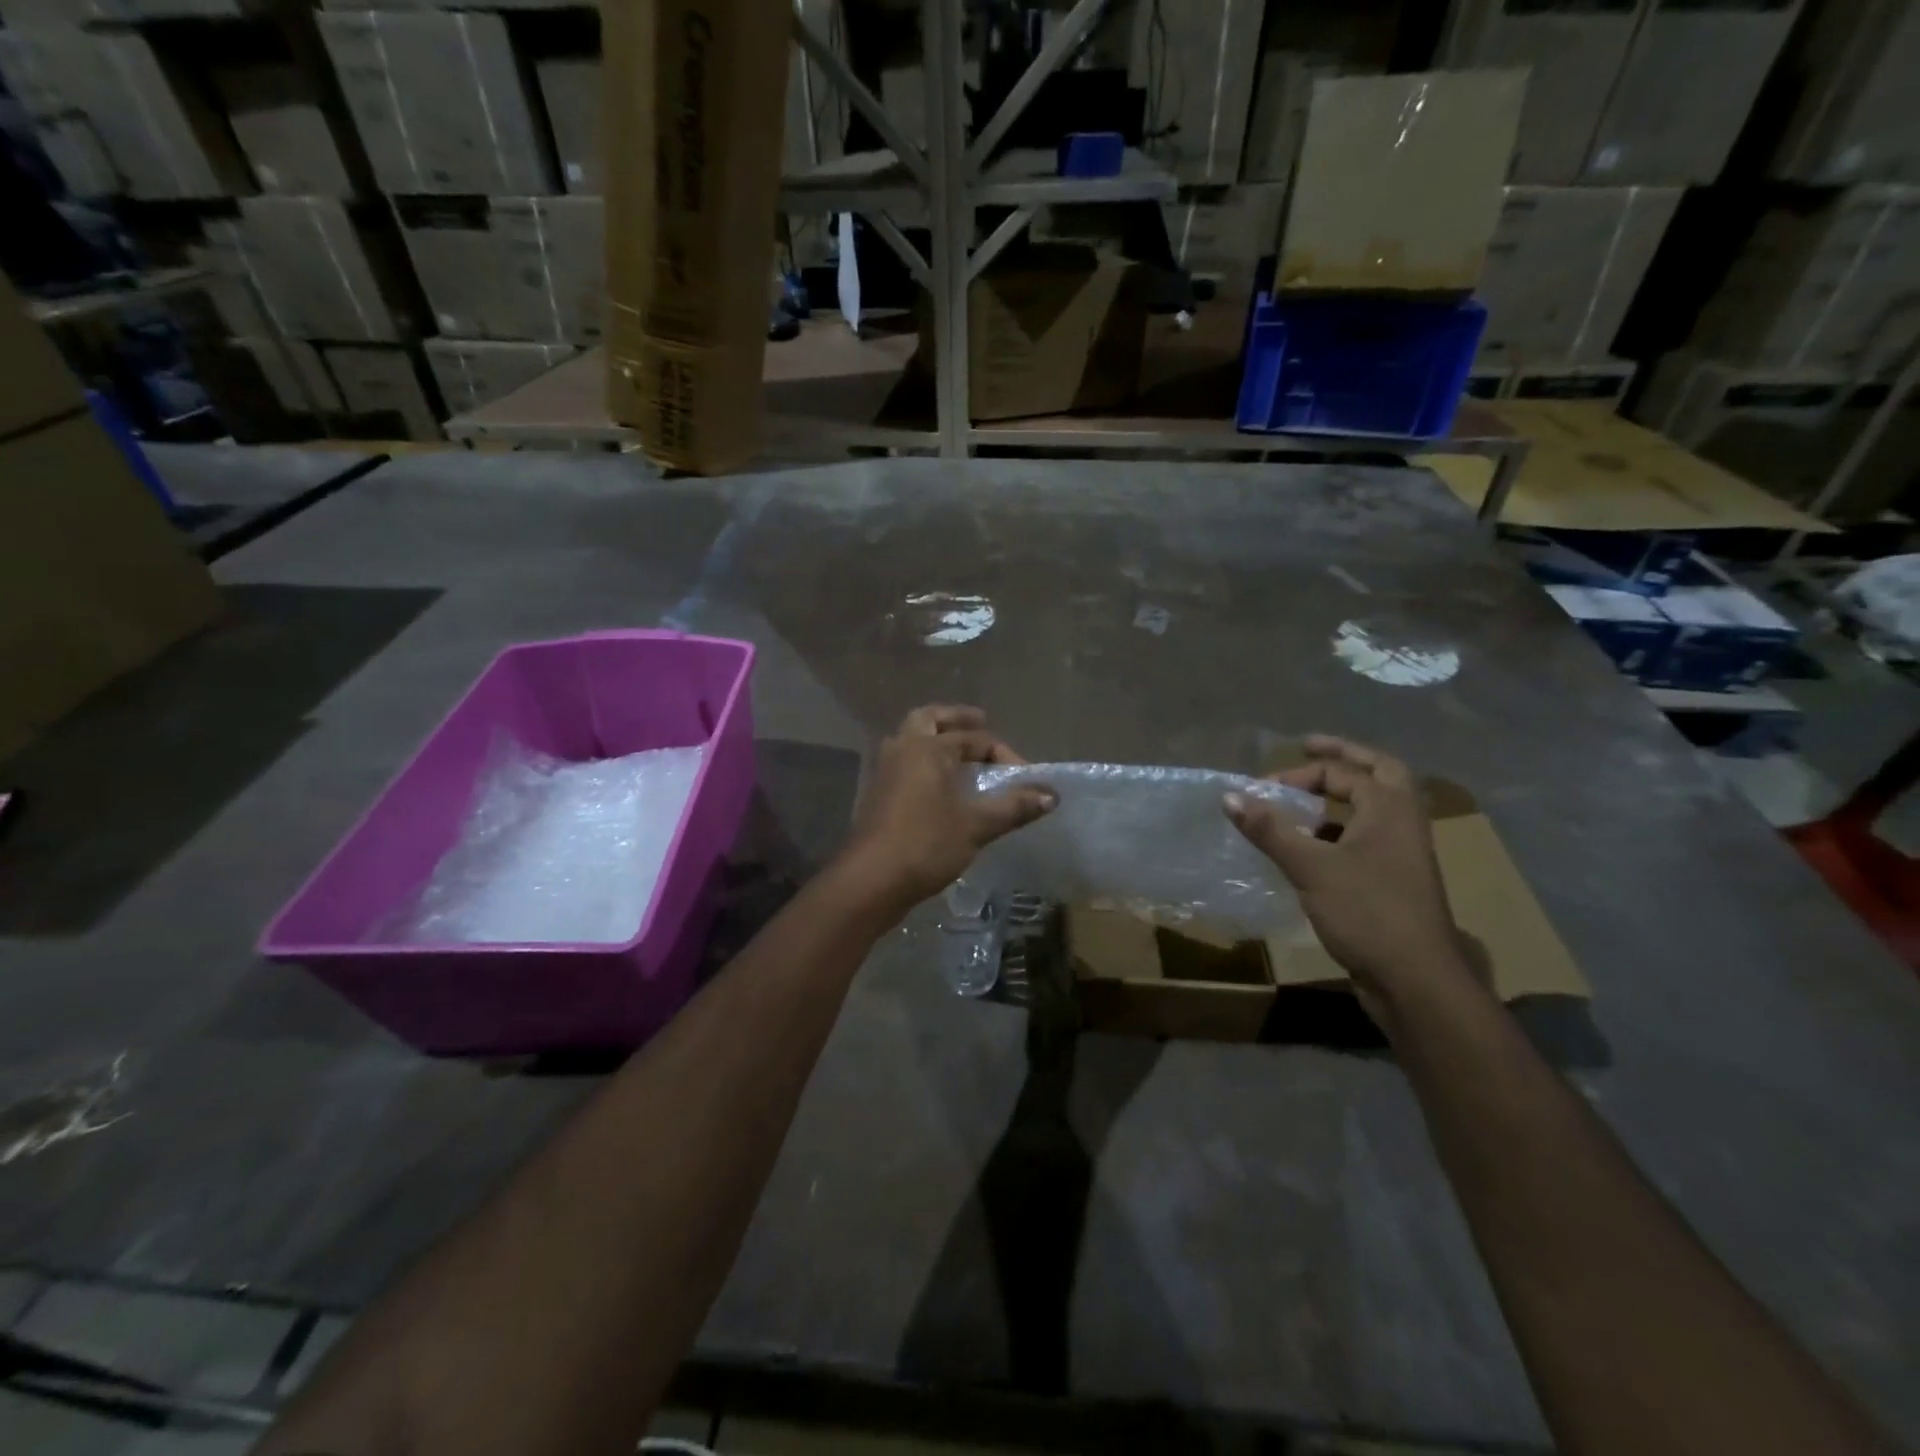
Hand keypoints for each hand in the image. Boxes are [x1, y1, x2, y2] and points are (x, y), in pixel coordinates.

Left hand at [837, 705, 1054, 915]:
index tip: (1026, 780)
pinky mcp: (879, 795)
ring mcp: (886, 772)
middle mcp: (903, 750)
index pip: (974, 739)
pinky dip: (925, 763)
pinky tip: (941, 786)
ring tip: (962, 754)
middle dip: (956, 719)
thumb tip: (1051, 795)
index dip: (1004, 755)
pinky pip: (905, 765)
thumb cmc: (925, 844)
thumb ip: (1013, 806)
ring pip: (912, 741)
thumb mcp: (976, 826)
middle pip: (929, 719)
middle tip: (979, 722)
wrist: (870, 881)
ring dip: (937, 740)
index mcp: (926, 748)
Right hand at [1225, 736, 1471, 1017]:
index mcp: (1390, 808)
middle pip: (1378, 773)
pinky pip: (1366, 839)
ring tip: (1302, 803)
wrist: (1416, 980)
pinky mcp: (1394, 881)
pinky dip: (1339, 831)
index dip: (1299, 774)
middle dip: (1342, 758)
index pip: (1343, 771)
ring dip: (1340, 798)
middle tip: (1308, 748)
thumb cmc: (1367, 912)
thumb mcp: (1310, 866)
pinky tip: (1311, 848)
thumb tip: (1229, 795)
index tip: (1262, 789)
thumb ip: (1269, 829)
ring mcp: (1403, 854)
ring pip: (1374, 808)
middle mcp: (1402, 823)